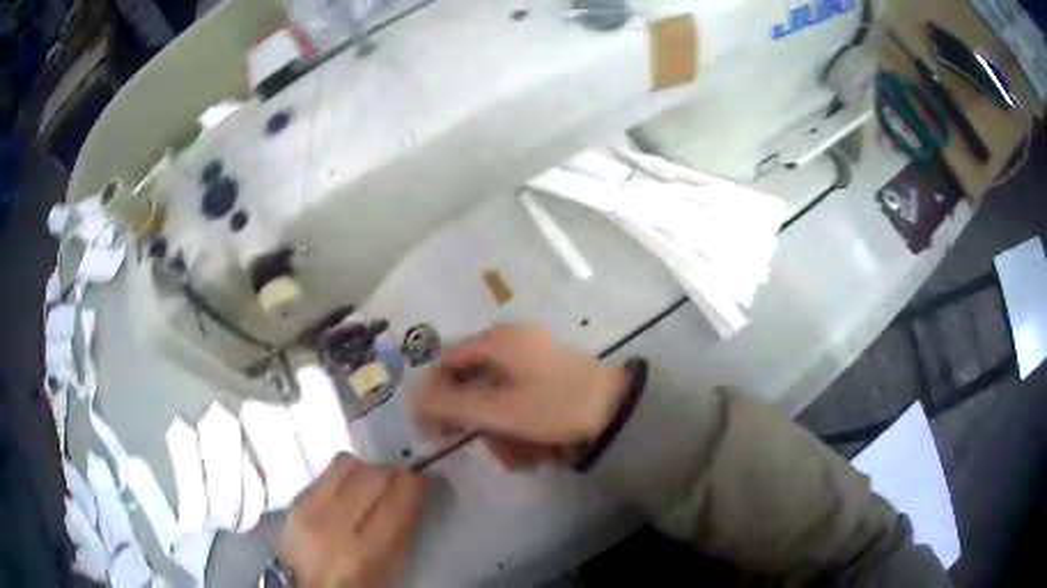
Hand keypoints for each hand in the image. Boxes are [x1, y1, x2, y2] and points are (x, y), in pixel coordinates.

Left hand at [279, 454, 427, 587]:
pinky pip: (327, 470)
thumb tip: (415, 491)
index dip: (417, 482)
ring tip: (374, 482)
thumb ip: (402, 531)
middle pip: (374, 473)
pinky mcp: (295, 498)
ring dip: (368, 468)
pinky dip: (345, 473)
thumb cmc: (357, 583)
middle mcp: (334, 524)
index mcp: (365, 552)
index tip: (424, 480)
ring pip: (349, 462)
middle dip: (393, 472)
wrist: (306, 584)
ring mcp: (310, 507)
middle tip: (400, 480)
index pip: (398, 499)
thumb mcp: (389, 569)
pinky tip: (350, 487)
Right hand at [412, 324, 628, 447]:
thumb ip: (451, 405)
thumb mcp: (498, 410)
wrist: (617, 410)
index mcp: (497, 341)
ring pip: (498, 397)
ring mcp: (533, 358)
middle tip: (487, 445)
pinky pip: (520, 400)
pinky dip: (520, 425)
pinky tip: (533, 449)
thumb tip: (412, 400)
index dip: (436, 394)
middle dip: (478, 420)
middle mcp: (512, 342)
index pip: (447, 363)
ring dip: (501, 429)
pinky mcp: (549, 375)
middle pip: (473, 382)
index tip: (435, 427)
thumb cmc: (554, 406)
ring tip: (518, 455)